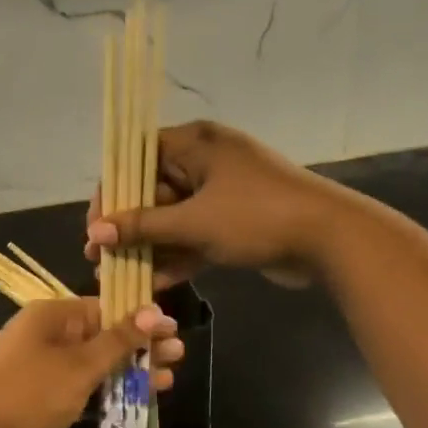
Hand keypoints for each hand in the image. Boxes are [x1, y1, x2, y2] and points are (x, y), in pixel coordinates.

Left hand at [0, 298, 181, 427]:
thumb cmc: (29, 392)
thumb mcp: (79, 365)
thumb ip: (117, 340)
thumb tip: (152, 311)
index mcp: (52, 316)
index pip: (104, 307)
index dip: (140, 318)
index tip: (172, 329)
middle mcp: (47, 337)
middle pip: (103, 336)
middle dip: (140, 347)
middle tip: (178, 356)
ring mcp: (44, 370)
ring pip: (96, 366)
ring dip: (129, 372)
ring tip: (167, 380)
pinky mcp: (44, 400)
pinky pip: (84, 390)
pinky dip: (108, 394)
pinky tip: (138, 401)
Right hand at [85, 121, 350, 288]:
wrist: (331, 239)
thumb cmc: (257, 216)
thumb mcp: (194, 221)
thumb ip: (143, 226)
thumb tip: (96, 232)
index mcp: (196, 143)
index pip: (138, 156)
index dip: (112, 188)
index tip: (96, 222)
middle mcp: (206, 162)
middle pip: (153, 191)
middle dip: (128, 226)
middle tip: (99, 256)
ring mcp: (222, 194)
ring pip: (173, 218)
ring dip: (149, 246)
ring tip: (119, 275)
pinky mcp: (234, 223)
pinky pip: (195, 236)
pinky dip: (177, 256)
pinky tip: (153, 284)